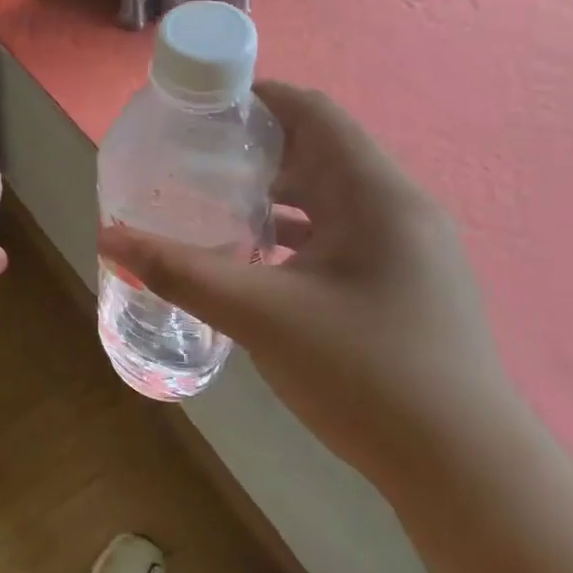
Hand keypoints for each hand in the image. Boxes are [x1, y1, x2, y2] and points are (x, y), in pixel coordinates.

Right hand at [99, 82, 512, 490]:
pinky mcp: (402, 284)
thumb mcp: (260, 316)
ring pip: (328, 197)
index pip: (314, 112)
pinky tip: (252, 259)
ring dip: (272, 193)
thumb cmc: (366, 375)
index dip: (256, 99)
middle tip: (190, 159)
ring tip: (210, 201)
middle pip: (319, 151)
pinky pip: (338, 235)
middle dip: (253, 149)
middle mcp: (398, 209)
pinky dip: (292, 233)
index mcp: (376, 194)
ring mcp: (406, 250)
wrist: (465, 473)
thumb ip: (180, 272)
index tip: (199, 109)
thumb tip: (108, 237)